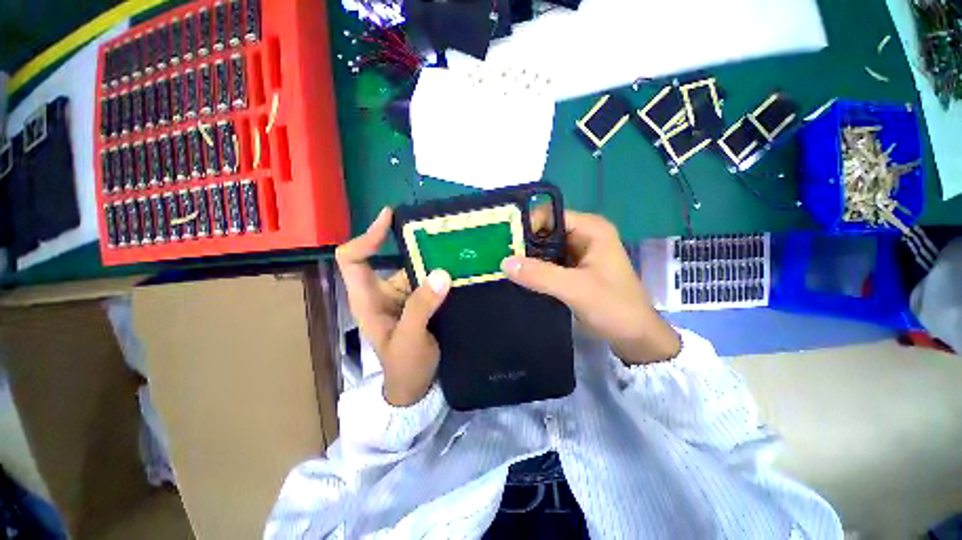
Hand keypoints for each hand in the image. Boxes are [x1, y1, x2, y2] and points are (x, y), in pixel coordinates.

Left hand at [336, 208, 451, 405]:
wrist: (416, 387)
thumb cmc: (404, 367)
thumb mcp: (409, 339)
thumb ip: (422, 307)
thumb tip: (442, 273)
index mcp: (367, 299)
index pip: (353, 258)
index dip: (367, 236)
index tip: (390, 217)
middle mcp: (383, 292)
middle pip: (394, 258)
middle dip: (416, 245)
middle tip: (444, 232)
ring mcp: (403, 296)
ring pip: (416, 269)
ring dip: (435, 260)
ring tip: (459, 250)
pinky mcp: (420, 302)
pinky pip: (430, 280)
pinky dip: (443, 274)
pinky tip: (461, 270)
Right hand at [502, 210, 679, 364]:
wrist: (634, 337)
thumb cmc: (614, 308)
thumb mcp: (576, 289)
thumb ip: (540, 275)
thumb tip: (504, 262)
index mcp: (591, 229)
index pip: (550, 216)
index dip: (527, 226)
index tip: (505, 243)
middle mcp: (584, 235)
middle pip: (545, 231)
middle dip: (524, 243)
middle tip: (500, 256)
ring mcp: (577, 252)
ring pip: (544, 248)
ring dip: (527, 258)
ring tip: (504, 267)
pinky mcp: (572, 269)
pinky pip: (547, 262)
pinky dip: (534, 269)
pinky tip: (518, 276)